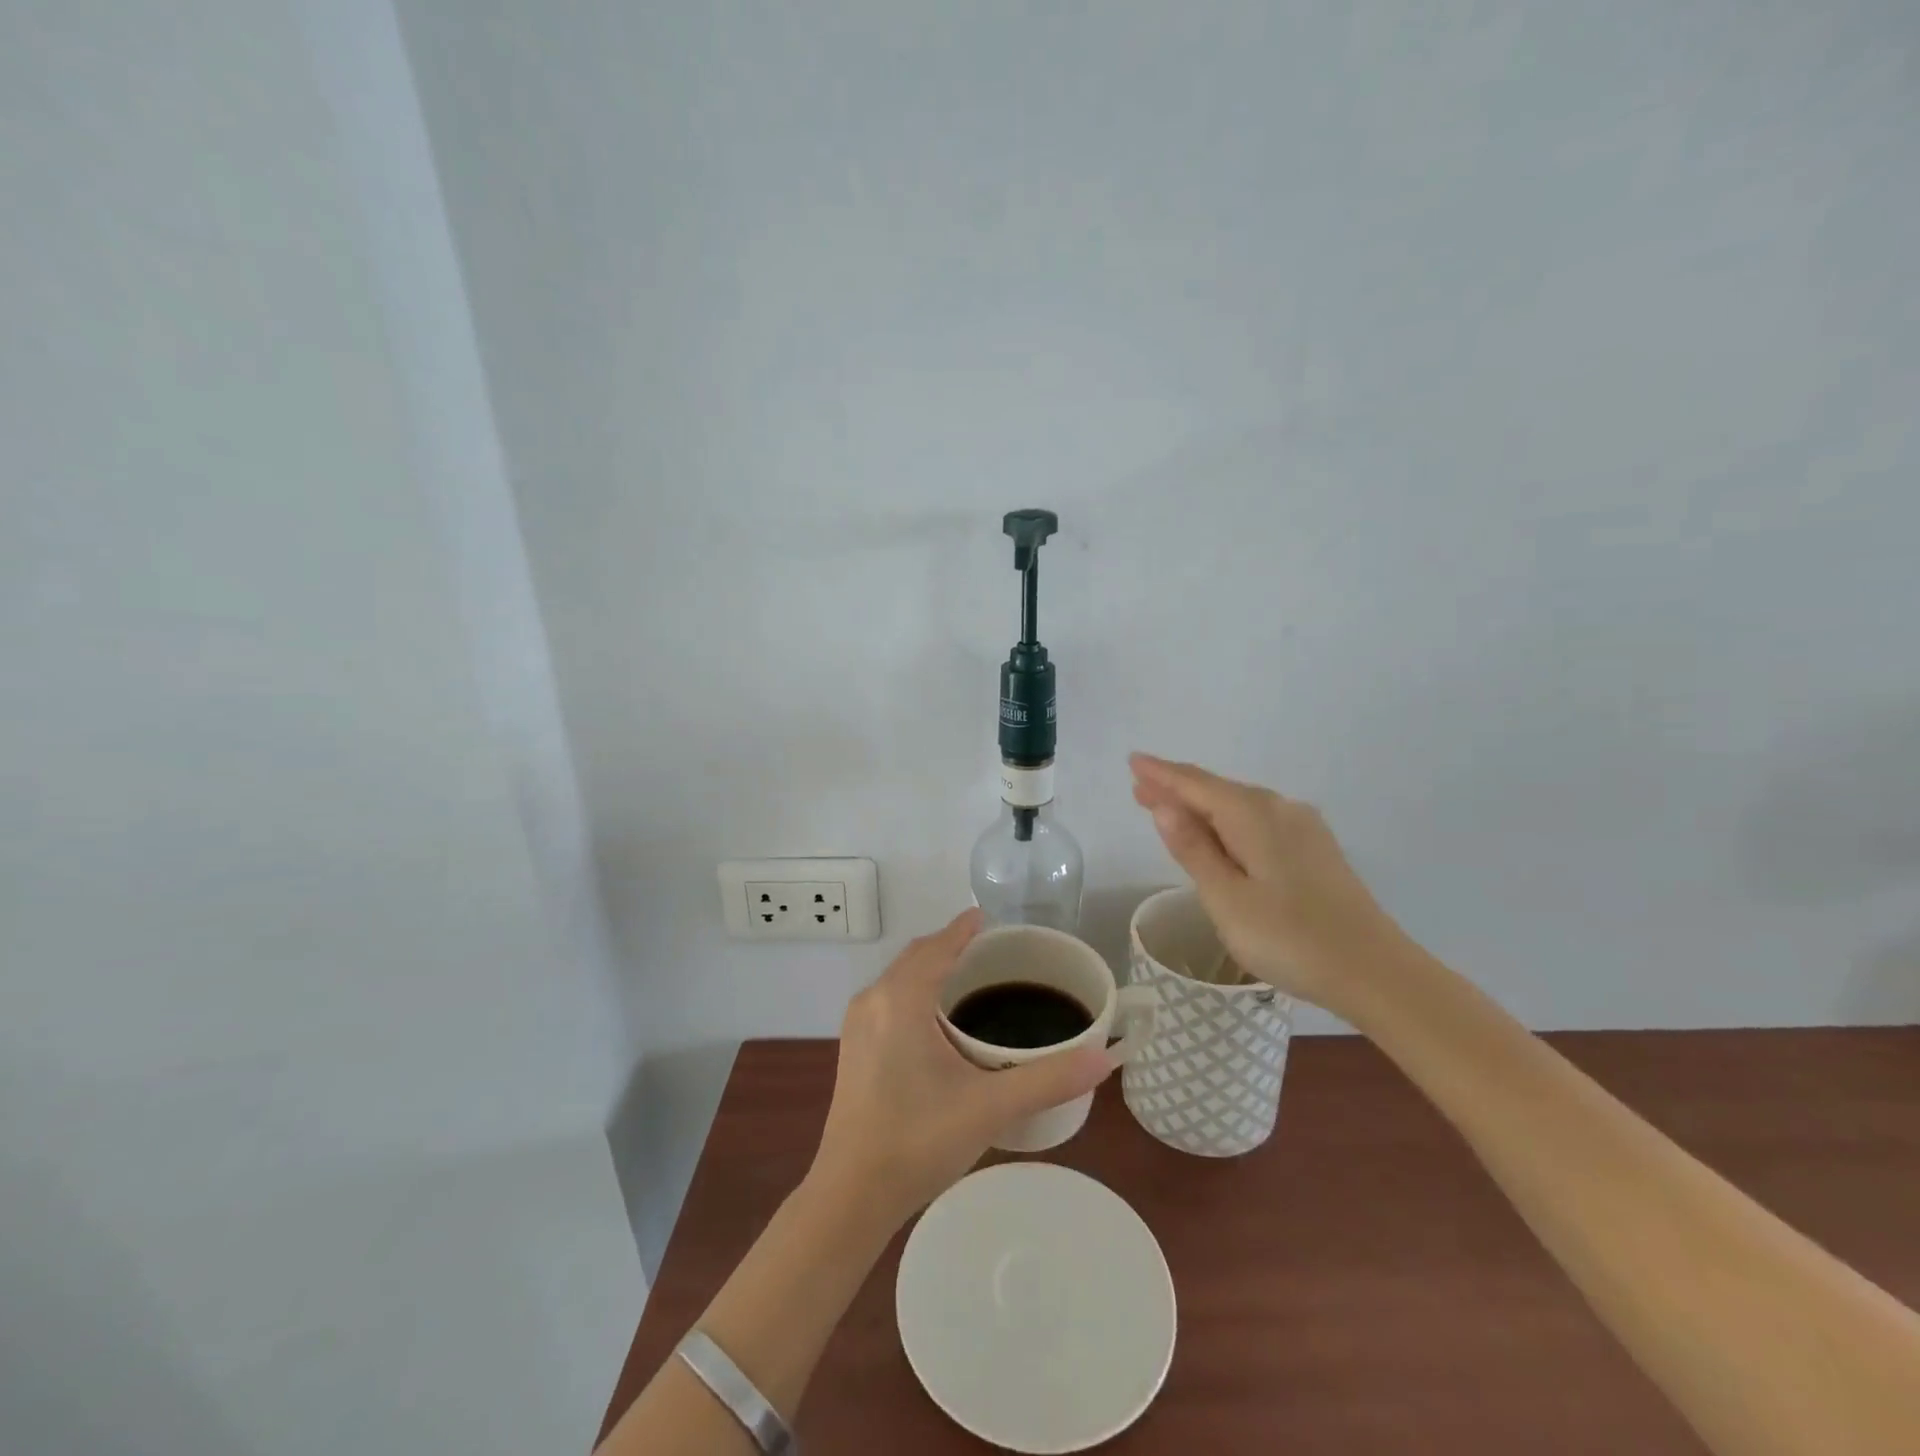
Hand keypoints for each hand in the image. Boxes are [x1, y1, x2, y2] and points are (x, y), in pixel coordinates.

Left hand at [809, 909, 1115, 1226]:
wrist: (851, 1195)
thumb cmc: (919, 1142)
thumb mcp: (990, 1107)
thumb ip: (1048, 1079)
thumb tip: (1102, 1058)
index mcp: (901, 999)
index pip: (938, 947)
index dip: (963, 929)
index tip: (988, 918)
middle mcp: (873, 999)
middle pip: (917, 956)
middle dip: (949, 946)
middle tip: (990, 950)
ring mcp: (857, 1024)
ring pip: (899, 977)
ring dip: (931, 968)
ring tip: (968, 977)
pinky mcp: (853, 1048)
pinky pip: (888, 998)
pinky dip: (915, 990)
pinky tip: (936, 1018)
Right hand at [1130, 753, 1396, 1016]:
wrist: (1375, 972)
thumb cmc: (1290, 938)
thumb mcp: (1227, 899)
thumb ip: (1194, 850)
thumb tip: (1164, 806)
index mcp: (1252, 815)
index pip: (1195, 785)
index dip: (1161, 773)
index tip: (1133, 760)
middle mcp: (1279, 808)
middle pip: (1217, 790)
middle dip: (1177, 788)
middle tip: (1140, 788)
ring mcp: (1302, 827)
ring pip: (1239, 805)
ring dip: (1201, 805)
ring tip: (1169, 809)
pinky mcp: (1315, 848)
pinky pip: (1258, 820)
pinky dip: (1228, 820)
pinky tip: (1220, 834)